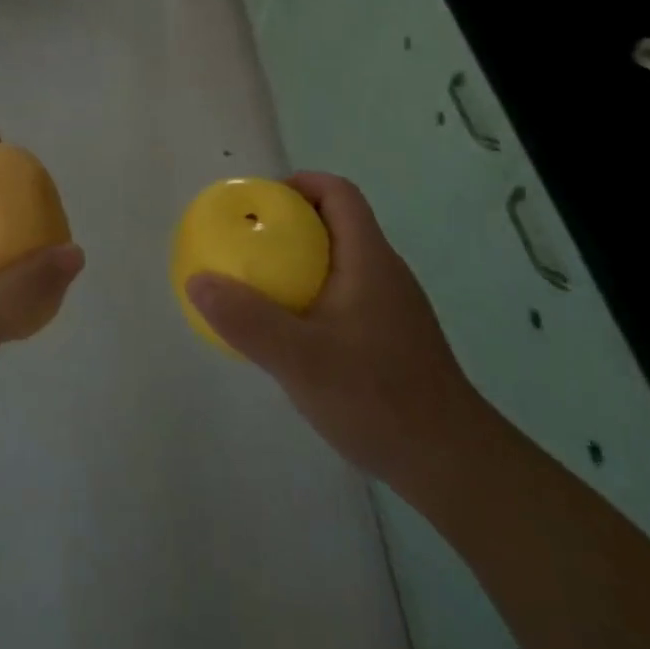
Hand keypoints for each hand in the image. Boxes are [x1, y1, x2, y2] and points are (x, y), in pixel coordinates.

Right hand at [186, 172, 485, 485]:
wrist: (452, 465)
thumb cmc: (378, 398)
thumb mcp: (301, 359)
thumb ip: (247, 320)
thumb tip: (197, 281)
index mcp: (368, 259)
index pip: (338, 193)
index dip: (299, 183)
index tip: (257, 203)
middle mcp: (383, 272)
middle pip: (335, 223)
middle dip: (288, 224)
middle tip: (245, 244)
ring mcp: (391, 307)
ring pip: (339, 261)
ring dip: (298, 261)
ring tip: (257, 285)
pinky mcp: (391, 338)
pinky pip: (344, 294)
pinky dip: (311, 294)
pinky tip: (290, 334)